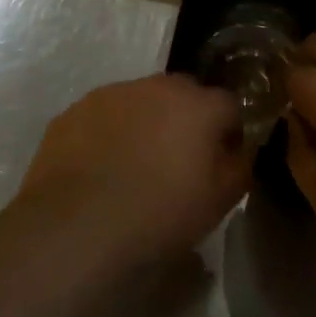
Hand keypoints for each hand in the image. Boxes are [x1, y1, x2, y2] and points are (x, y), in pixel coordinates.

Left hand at [19, 73, 252, 258]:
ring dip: (146, 123)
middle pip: (184, 95)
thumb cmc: (160, 215)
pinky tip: (101, 168)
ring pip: (141, 102)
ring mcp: (111, 94)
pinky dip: (109, 133)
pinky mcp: (74, 111)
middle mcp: (157, 86)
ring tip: (135, 165)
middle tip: (178, 161)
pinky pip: (104, 116)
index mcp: (199, 105)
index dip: (229, 132)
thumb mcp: (221, 201)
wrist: (76, 229)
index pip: (230, 105)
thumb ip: (240, 165)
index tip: (222, 161)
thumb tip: (240, 149)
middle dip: (187, 120)